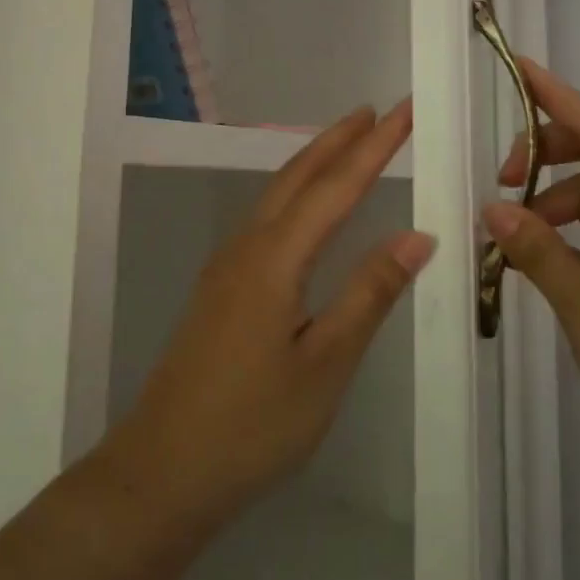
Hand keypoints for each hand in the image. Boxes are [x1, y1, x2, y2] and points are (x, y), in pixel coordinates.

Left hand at [106, 102, 434, 531]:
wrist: (163, 469)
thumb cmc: (253, 424)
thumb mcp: (325, 364)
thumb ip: (369, 294)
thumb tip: (416, 236)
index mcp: (275, 258)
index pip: (336, 187)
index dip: (375, 147)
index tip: (404, 110)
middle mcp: (247, 247)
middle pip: (298, 176)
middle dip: (338, 140)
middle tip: (375, 112)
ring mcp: (226, 266)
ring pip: (276, 195)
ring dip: (314, 163)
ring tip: (347, 144)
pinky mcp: (220, 287)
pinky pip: (265, 220)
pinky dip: (295, 195)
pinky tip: (306, 210)